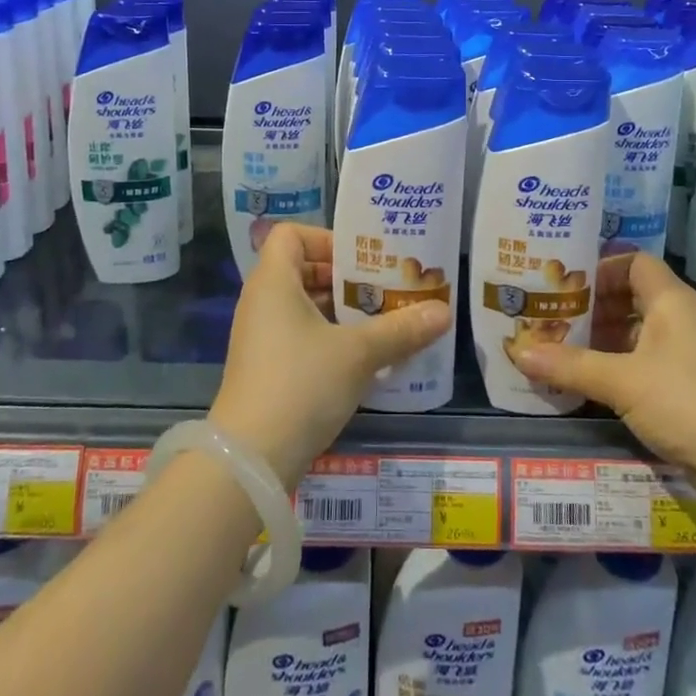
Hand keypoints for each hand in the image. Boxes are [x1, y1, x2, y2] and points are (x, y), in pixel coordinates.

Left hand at [210, 223, 450, 487]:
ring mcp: (260, 337)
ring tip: (382, 321)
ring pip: (303, 306)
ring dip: (341, 310)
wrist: (251, 461)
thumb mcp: (358, 354)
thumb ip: (401, 329)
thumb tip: (444, 313)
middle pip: (302, 269)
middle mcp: (261, 302)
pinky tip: (363, 358)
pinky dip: (328, 337)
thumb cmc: (301, 384)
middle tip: (384, 288)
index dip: (325, 238)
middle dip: (345, 277)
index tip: (360, 259)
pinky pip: (299, 335)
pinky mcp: (265, 368)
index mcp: (273, 282)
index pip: (291, 234)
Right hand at [508, 253, 695, 472]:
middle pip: (633, 295)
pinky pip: (649, 358)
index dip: (601, 267)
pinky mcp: (692, 383)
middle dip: (595, 306)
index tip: (565, 283)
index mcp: (671, 300)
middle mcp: (683, 317)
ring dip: (606, 337)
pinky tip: (594, 381)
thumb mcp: (621, 382)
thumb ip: (570, 366)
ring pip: (640, 330)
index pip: (634, 262)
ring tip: (565, 348)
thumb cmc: (686, 402)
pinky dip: (621, 363)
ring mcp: (690, 352)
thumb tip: (519, 353)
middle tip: (555, 316)